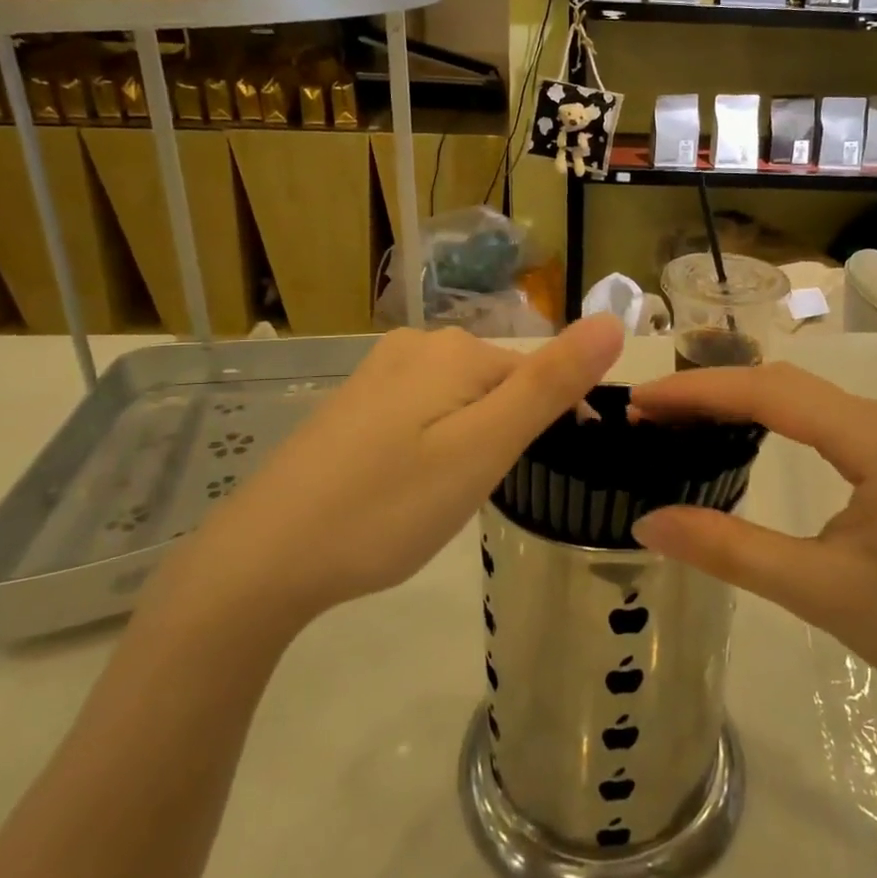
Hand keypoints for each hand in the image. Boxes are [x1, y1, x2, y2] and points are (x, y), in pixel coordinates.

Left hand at [153, 317, 624, 641]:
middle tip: (488, 493)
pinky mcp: (354, 402)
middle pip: (499, 382)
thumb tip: (612, 320)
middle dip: (513, 430)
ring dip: (475, 438)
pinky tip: (411, 483)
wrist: (264, 558)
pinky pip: (423, 409)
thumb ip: (549, 384)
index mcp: (455, 351)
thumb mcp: (484, 448)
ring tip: (451, 495)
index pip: (539, 373)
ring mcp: (378, 372)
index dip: (560, 421)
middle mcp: (417, 345)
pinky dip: (437, 441)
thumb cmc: (388, 506)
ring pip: (461, 397)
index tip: (560, 473)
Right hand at [631, 362, 876, 717]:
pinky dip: (768, 419)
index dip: (699, 391)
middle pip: (784, 385)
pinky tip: (737, 435)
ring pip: (801, 398)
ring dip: (737, 401)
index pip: (771, 394)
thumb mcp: (818, 592)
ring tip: (676, 419)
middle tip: (646, 412)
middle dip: (711, 391)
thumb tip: (646, 522)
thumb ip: (729, 551)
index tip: (640, 400)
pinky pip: (820, 418)